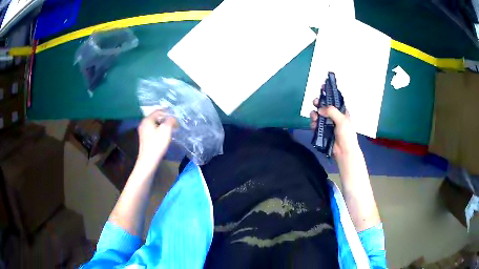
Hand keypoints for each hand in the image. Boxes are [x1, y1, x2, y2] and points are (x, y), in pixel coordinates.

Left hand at [137, 110, 177, 169]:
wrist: (148, 160)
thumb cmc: (157, 144)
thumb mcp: (166, 130)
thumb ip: (170, 120)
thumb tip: (173, 118)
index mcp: (147, 119)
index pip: (159, 111)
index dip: (168, 113)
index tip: (177, 117)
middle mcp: (143, 123)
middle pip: (157, 117)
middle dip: (166, 119)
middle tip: (175, 123)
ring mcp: (143, 131)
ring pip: (155, 124)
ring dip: (164, 125)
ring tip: (172, 129)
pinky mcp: (145, 138)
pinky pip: (153, 130)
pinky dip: (160, 130)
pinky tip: (165, 135)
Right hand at [309, 98, 359, 159]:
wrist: (344, 152)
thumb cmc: (347, 135)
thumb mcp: (342, 120)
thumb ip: (331, 112)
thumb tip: (319, 109)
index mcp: (342, 113)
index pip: (335, 101)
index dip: (329, 94)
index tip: (322, 87)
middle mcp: (335, 117)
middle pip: (325, 107)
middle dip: (319, 104)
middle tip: (314, 102)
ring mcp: (328, 125)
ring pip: (319, 116)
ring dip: (315, 114)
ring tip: (313, 116)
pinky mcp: (323, 132)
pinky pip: (316, 125)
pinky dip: (313, 124)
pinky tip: (313, 124)